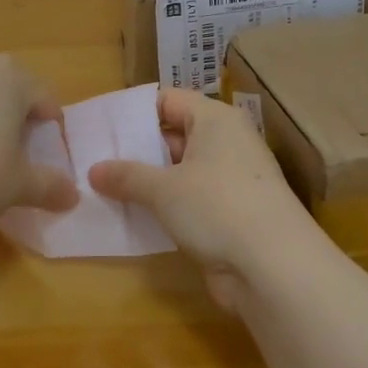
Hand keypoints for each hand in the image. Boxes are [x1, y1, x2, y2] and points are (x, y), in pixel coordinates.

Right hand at [88, 89, 318, 307]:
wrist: (274, 266)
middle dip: (138, 150)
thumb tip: (93, 170)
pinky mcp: (232, 213)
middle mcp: (227, 142)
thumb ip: (127, 176)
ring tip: (105, 190)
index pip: (169, 100)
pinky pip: (191, 200)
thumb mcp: (163, 189)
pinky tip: (136, 218)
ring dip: (150, 182)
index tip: (101, 128)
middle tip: (95, 161)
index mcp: (216, 119)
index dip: (135, 112)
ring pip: (181, 171)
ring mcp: (232, 179)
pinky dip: (167, 207)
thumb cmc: (217, 206)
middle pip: (174, 135)